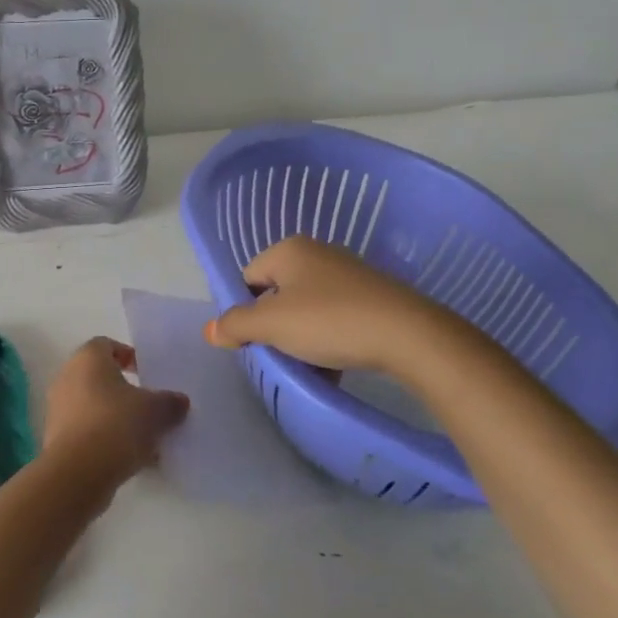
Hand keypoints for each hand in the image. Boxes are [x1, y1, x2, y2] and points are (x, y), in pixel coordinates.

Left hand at [42, 338, 188, 488]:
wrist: (77, 473)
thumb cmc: (116, 425)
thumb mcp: (155, 411)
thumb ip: (170, 402)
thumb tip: (180, 401)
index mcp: (88, 358)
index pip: (106, 345)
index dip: (127, 355)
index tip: (145, 372)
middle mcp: (67, 377)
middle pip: (99, 377)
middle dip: (124, 391)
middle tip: (148, 405)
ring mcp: (58, 409)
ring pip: (93, 406)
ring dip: (115, 417)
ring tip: (143, 437)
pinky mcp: (56, 439)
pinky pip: (86, 431)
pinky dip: (104, 439)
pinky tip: (128, 458)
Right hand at [204, 235, 435, 373]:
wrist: (408, 334)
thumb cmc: (329, 321)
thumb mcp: (271, 325)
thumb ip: (235, 325)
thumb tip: (210, 330)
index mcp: (289, 250)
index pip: (247, 279)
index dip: (245, 312)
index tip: (256, 341)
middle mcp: (317, 253)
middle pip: (277, 295)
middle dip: (275, 328)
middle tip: (281, 355)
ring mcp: (347, 273)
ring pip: (306, 310)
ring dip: (302, 339)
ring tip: (311, 368)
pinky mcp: (372, 296)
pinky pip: (335, 317)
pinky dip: (329, 340)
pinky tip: (336, 367)